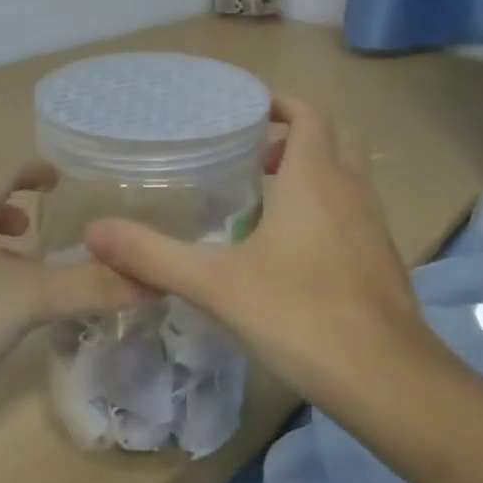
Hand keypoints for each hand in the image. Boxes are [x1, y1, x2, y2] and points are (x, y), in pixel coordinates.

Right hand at [83, 96, 439, 405]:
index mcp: (316, 177)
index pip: (307, 113)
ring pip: (347, 174)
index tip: (246, 109)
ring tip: (265, 199)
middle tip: (252, 154)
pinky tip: (293, 249)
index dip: (280, 102)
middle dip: (295, 134)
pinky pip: (354, 209)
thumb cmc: (300, 315)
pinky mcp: (382, 257)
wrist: (388, 380)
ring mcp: (374, 223)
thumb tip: (94, 232)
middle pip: (332, 136)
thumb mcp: (216, 284)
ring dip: (312, 170)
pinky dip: (327, 205)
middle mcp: (351, 188)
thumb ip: (153, 255)